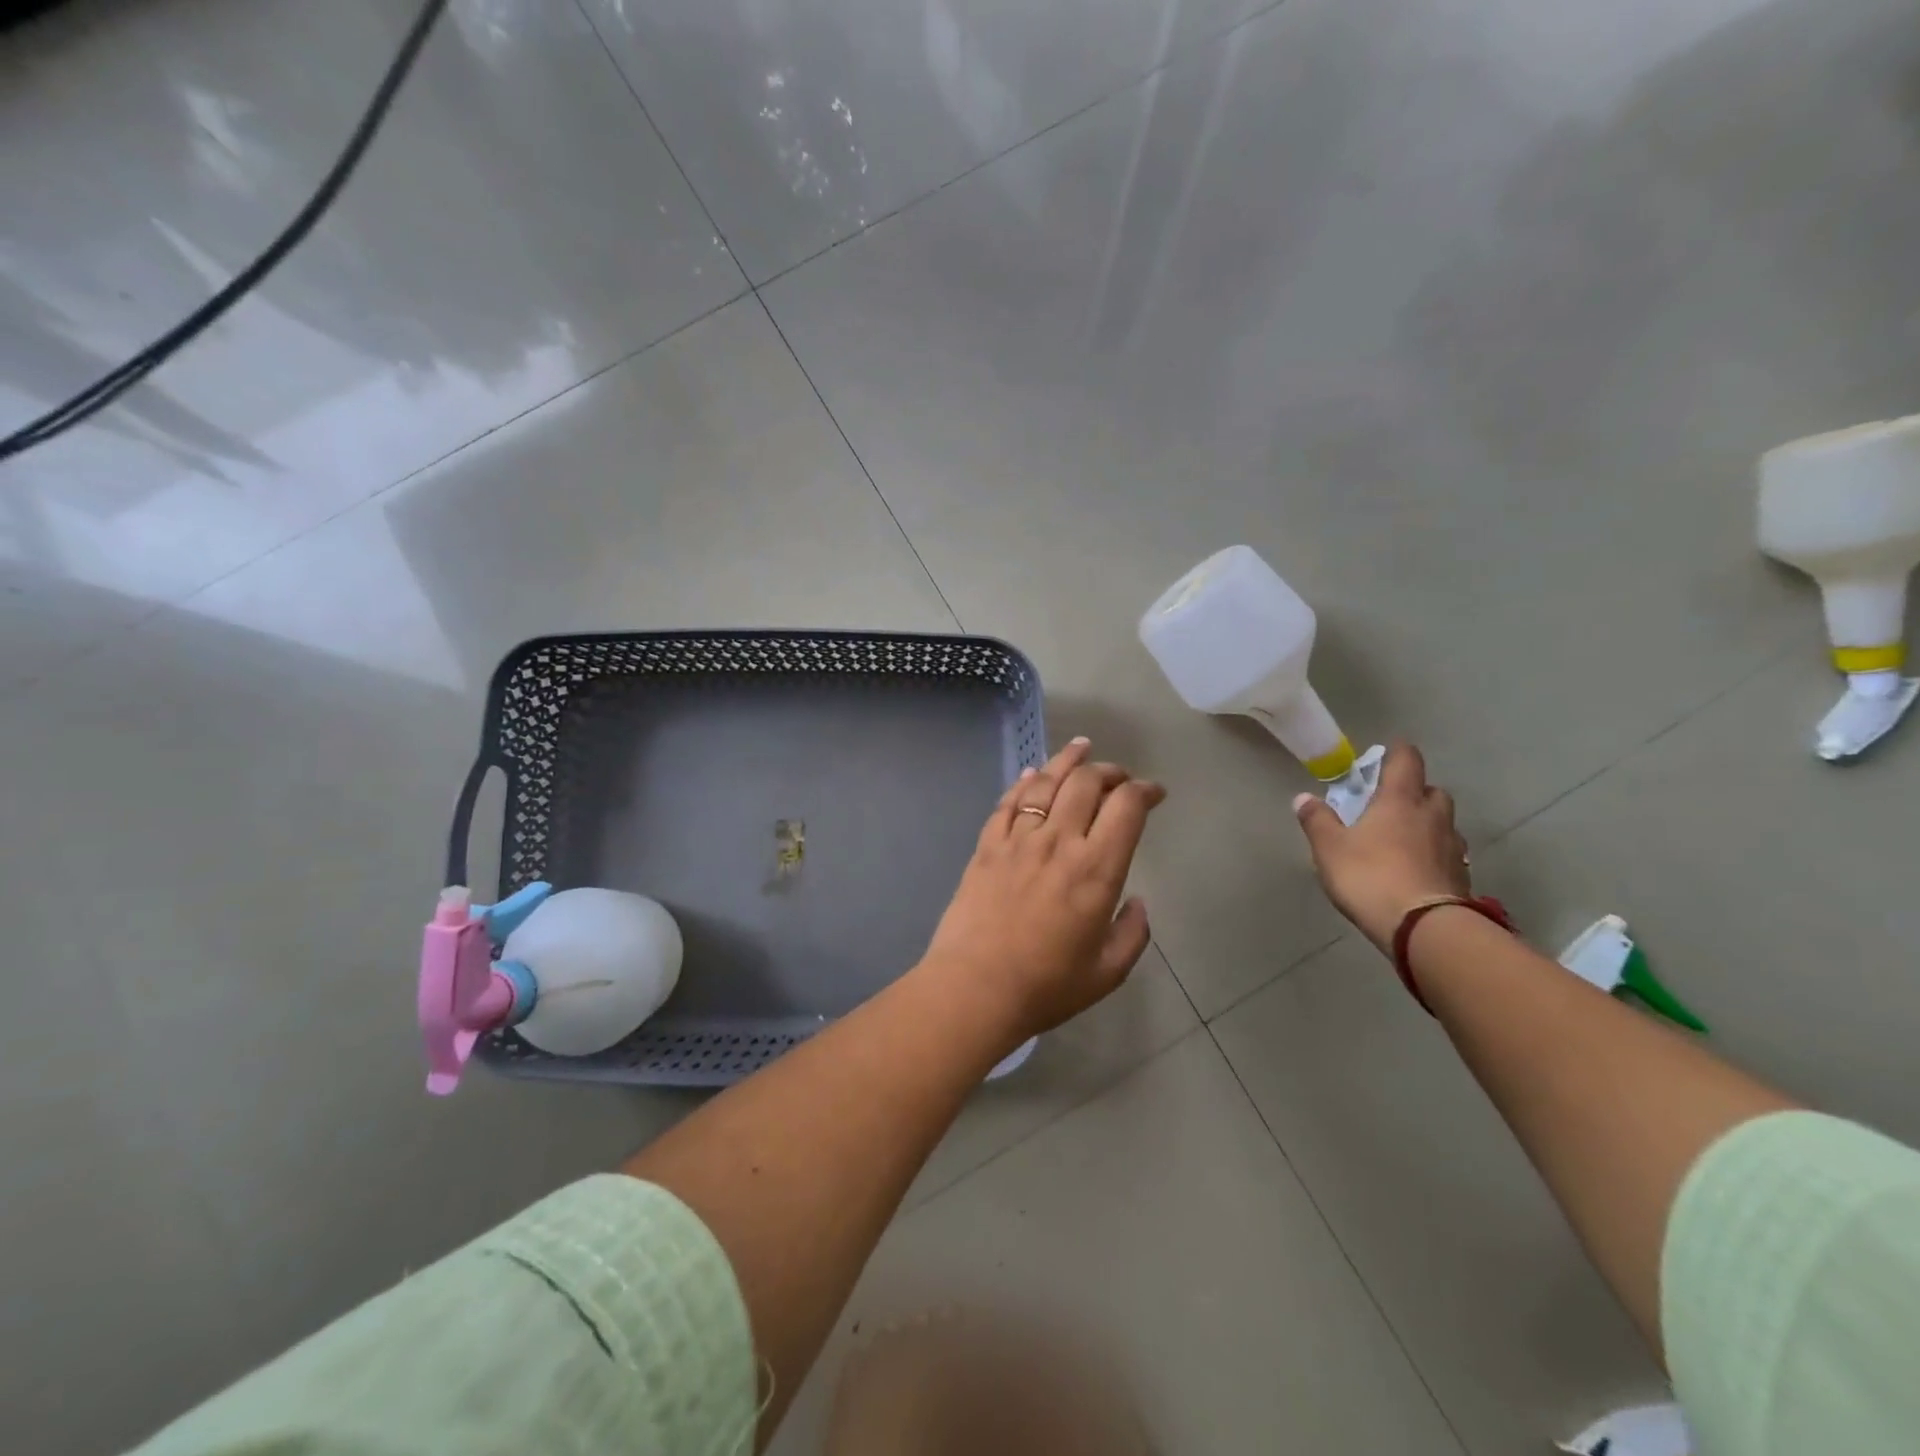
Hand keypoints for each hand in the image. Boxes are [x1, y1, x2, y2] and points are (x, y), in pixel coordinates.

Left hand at [920, 737, 1165, 1048]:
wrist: (974, 988)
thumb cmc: (1046, 986)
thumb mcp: (1107, 972)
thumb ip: (1132, 933)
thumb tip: (1137, 902)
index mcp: (1096, 869)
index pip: (1126, 807)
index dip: (1145, 790)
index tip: (1154, 792)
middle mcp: (1059, 842)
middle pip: (1087, 783)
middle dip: (1109, 771)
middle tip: (1119, 777)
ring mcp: (1018, 840)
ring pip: (1046, 783)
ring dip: (1068, 761)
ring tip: (1081, 748)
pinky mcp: (986, 846)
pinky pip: (1008, 803)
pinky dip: (1024, 783)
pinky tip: (1032, 774)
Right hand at [1292, 741, 1470, 952]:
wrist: (1423, 928)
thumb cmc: (1370, 876)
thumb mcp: (1330, 848)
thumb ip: (1317, 821)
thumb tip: (1303, 798)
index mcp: (1400, 801)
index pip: (1407, 761)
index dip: (1398, 753)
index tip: (1388, 752)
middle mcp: (1432, 816)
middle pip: (1432, 791)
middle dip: (1416, 791)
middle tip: (1392, 802)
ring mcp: (1452, 847)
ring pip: (1444, 823)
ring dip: (1428, 823)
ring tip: (1405, 838)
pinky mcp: (1462, 877)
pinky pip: (1448, 854)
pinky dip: (1435, 853)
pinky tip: (1418, 868)